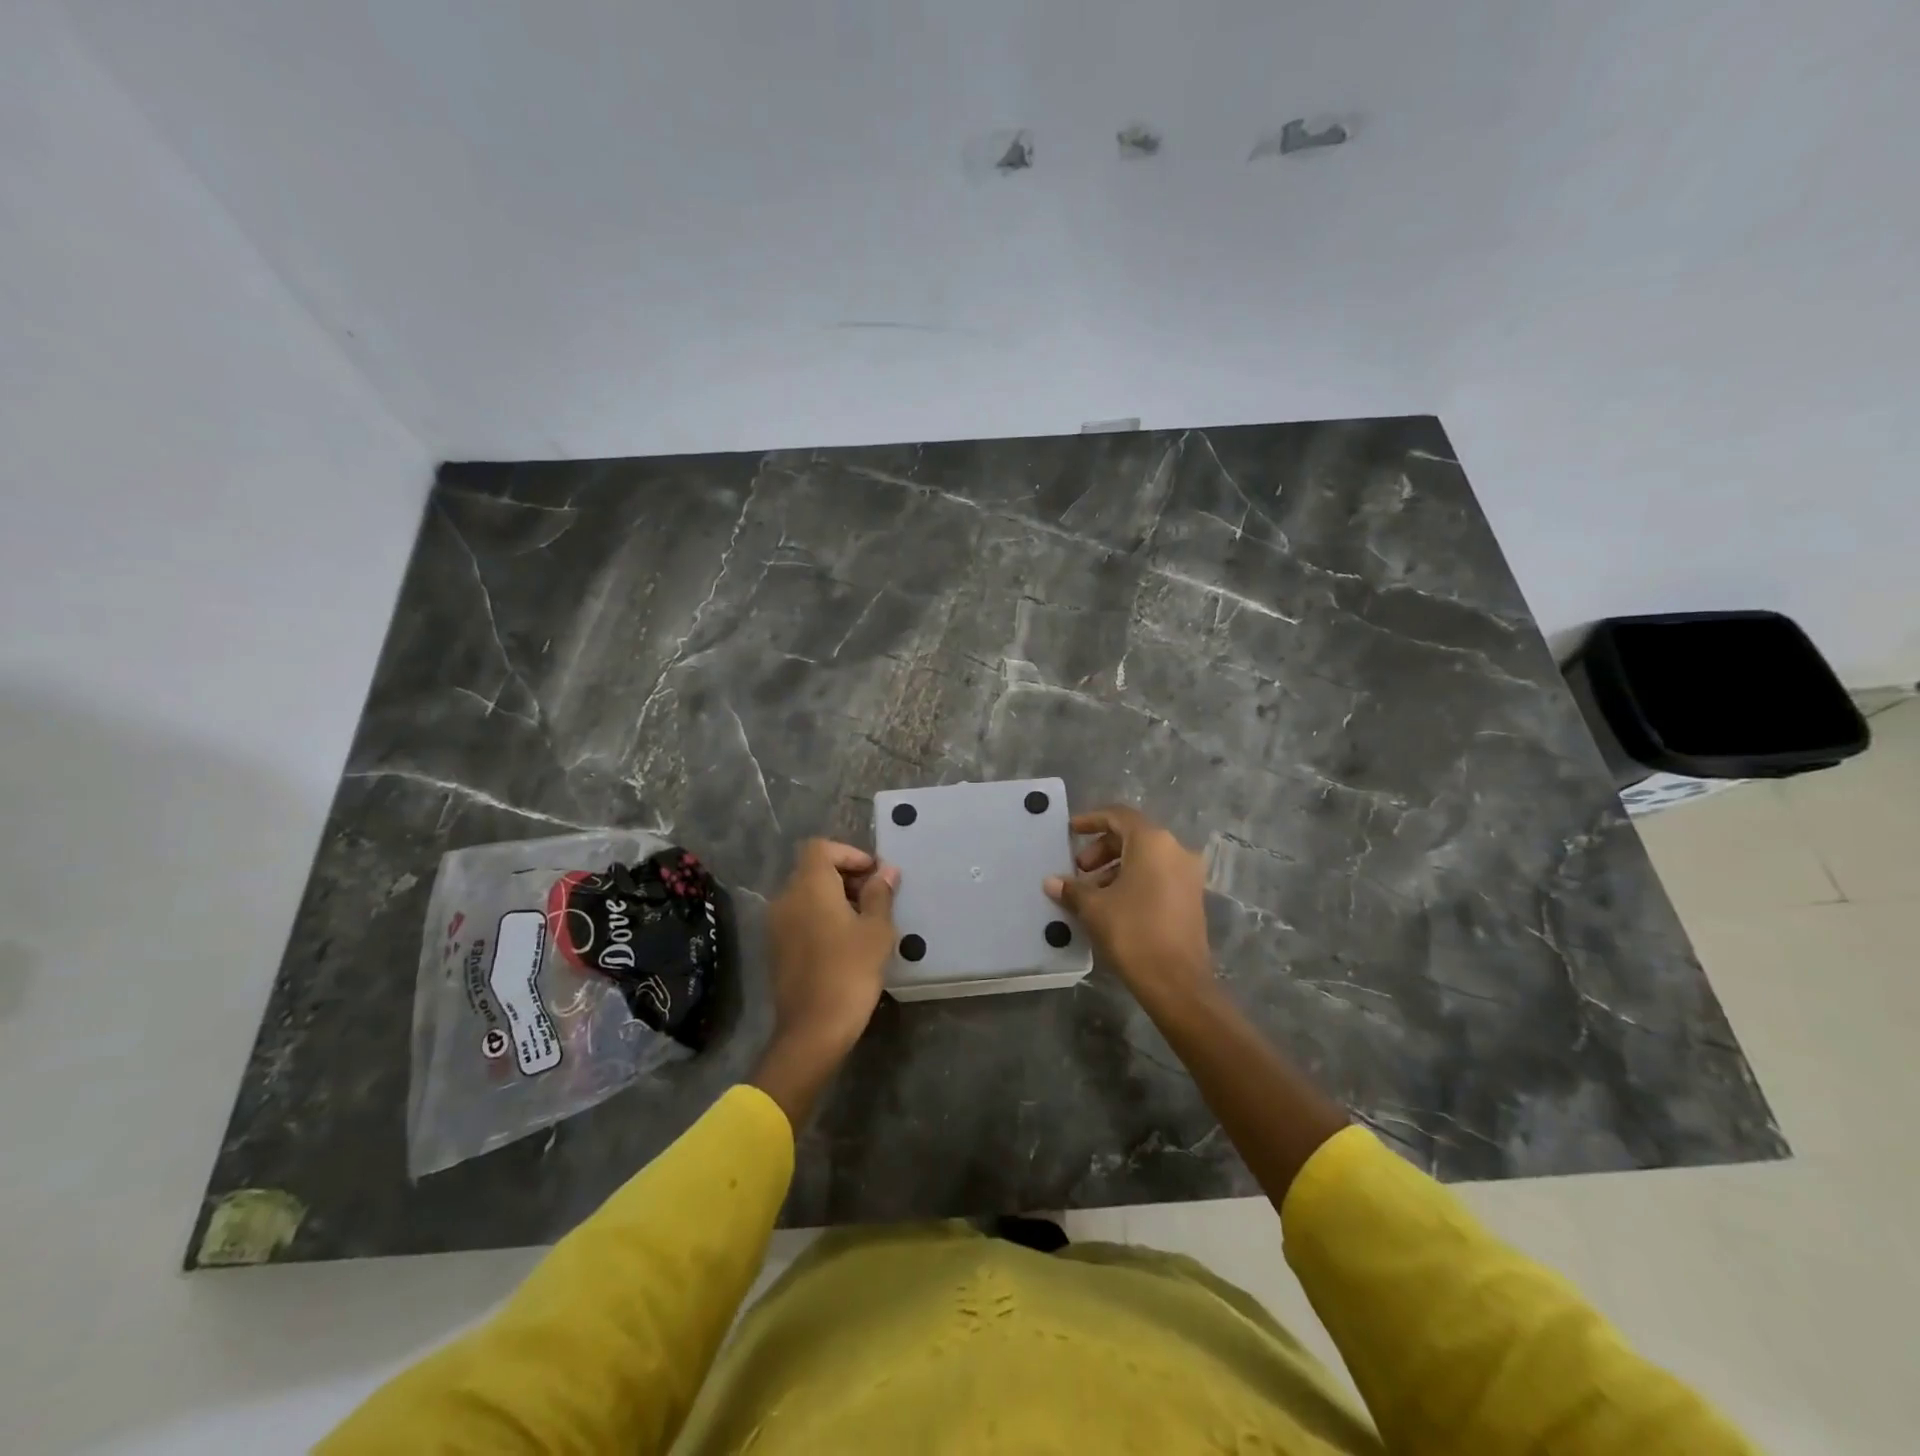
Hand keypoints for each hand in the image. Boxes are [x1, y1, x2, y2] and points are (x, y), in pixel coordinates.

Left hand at [754, 840, 898, 1123]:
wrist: (812, 1030)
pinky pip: (800, 916)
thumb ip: (880, 894)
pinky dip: (821, 916)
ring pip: (806, 894)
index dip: (850, 854)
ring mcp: (777, 924)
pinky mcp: (776, 947)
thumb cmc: (850, 972)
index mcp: (809, 886)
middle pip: (813, 869)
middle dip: (846, 876)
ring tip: (864, 921)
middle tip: (876, 898)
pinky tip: (844, 942)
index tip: (875, 875)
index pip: (822, 848)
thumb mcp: (876, 930)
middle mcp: (786, 898)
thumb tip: (886, 871)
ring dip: (834, 897)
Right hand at [1045, 805, 1213, 1011]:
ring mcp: (1188, 874)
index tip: (1070, 831)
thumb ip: (1072, 888)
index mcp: (1153, 842)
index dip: (1091, 820)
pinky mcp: (1191, 897)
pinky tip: (1112, 904)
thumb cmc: (1132, 932)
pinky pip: (1158, 875)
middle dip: (1101, 849)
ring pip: (1146, 857)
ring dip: (1115, 867)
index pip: (1118, 816)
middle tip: (1078, 870)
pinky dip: (1133, 879)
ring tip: (1091, 892)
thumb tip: (1052, 881)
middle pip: (1133, 836)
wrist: (1177, 982)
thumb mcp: (1094, 907)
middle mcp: (1176, 850)